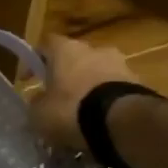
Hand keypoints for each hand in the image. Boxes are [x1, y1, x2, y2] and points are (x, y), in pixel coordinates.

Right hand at [30, 35, 139, 150]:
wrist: (123, 123)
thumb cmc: (71, 109)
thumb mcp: (39, 113)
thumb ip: (36, 103)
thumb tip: (39, 101)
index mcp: (66, 49)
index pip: (45, 44)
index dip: (34, 60)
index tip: (29, 79)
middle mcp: (95, 50)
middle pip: (75, 58)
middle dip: (66, 75)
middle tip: (58, 97)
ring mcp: (121, 65)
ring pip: (98, 73)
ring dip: (89, 88)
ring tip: (82, 113)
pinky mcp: (139, 84)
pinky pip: (115, 90)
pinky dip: (106, 101)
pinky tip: (100, 121)